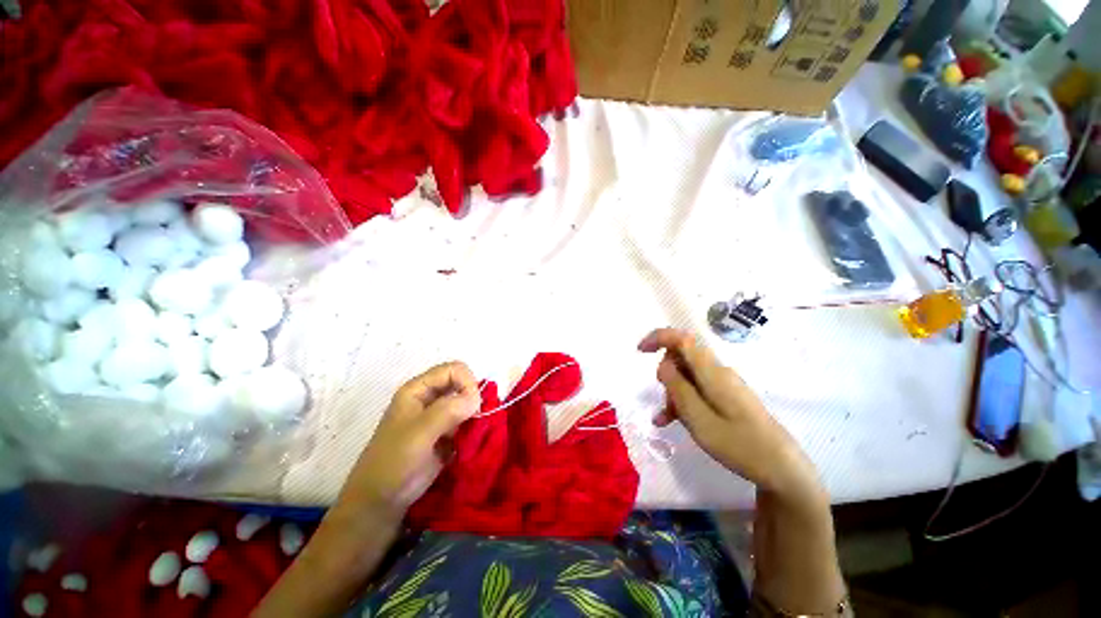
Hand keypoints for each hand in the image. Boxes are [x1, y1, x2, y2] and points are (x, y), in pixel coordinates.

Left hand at [337, 362, 481, 517]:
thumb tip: (477, 397)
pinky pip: (467, 422)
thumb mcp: (419, 434)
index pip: (453, 369)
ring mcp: (437, 417)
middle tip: (475, 421)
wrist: (381, 504)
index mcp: (418, 390)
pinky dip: (473, 429)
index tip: (474, 405)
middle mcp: (429, 398)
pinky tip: (469, 443)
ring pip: (466, 404)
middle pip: (462, 384)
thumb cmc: (394, 463)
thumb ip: (448, 411)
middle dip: (473, 399)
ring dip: (474, 416)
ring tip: (472, 434)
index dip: (467, 382)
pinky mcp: (445, 434)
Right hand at [638, 328, 823, 504]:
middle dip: (665, 373)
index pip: (682, 339)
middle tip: (664, 401)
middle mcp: (718, 371)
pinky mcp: (726, 396)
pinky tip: (671, 421)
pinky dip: (682, 400)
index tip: (640, 351)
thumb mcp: (699, 419)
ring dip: (672, 391)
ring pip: (687, 375)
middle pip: (682, 357)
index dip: (658, 337)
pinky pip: (697, 389)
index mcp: (712, 372)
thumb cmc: (739, 445)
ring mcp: (723, 384)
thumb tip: (663, 364)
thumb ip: (678, 388)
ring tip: (665, 419)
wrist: (782, 469)